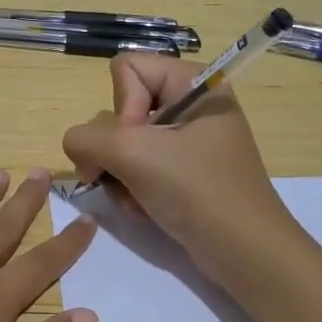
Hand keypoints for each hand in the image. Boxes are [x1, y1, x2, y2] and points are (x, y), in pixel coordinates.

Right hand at [61, 54, 297, 285]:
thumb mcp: (132, 154)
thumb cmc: (196, 190)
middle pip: (121, 108)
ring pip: (123, 142)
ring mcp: (187, 141)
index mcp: (192, 82)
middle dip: (115, 149)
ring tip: (137, 199)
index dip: (122, 106)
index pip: (126, 68)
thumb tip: (76, 147)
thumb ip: (85, 138)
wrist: (245, 252)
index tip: (138, 142)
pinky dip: (133, 189)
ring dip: (120, 175)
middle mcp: (190, 104)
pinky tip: (144, 209)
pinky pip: (138, 167)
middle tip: (127, 175)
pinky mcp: (184, 172)